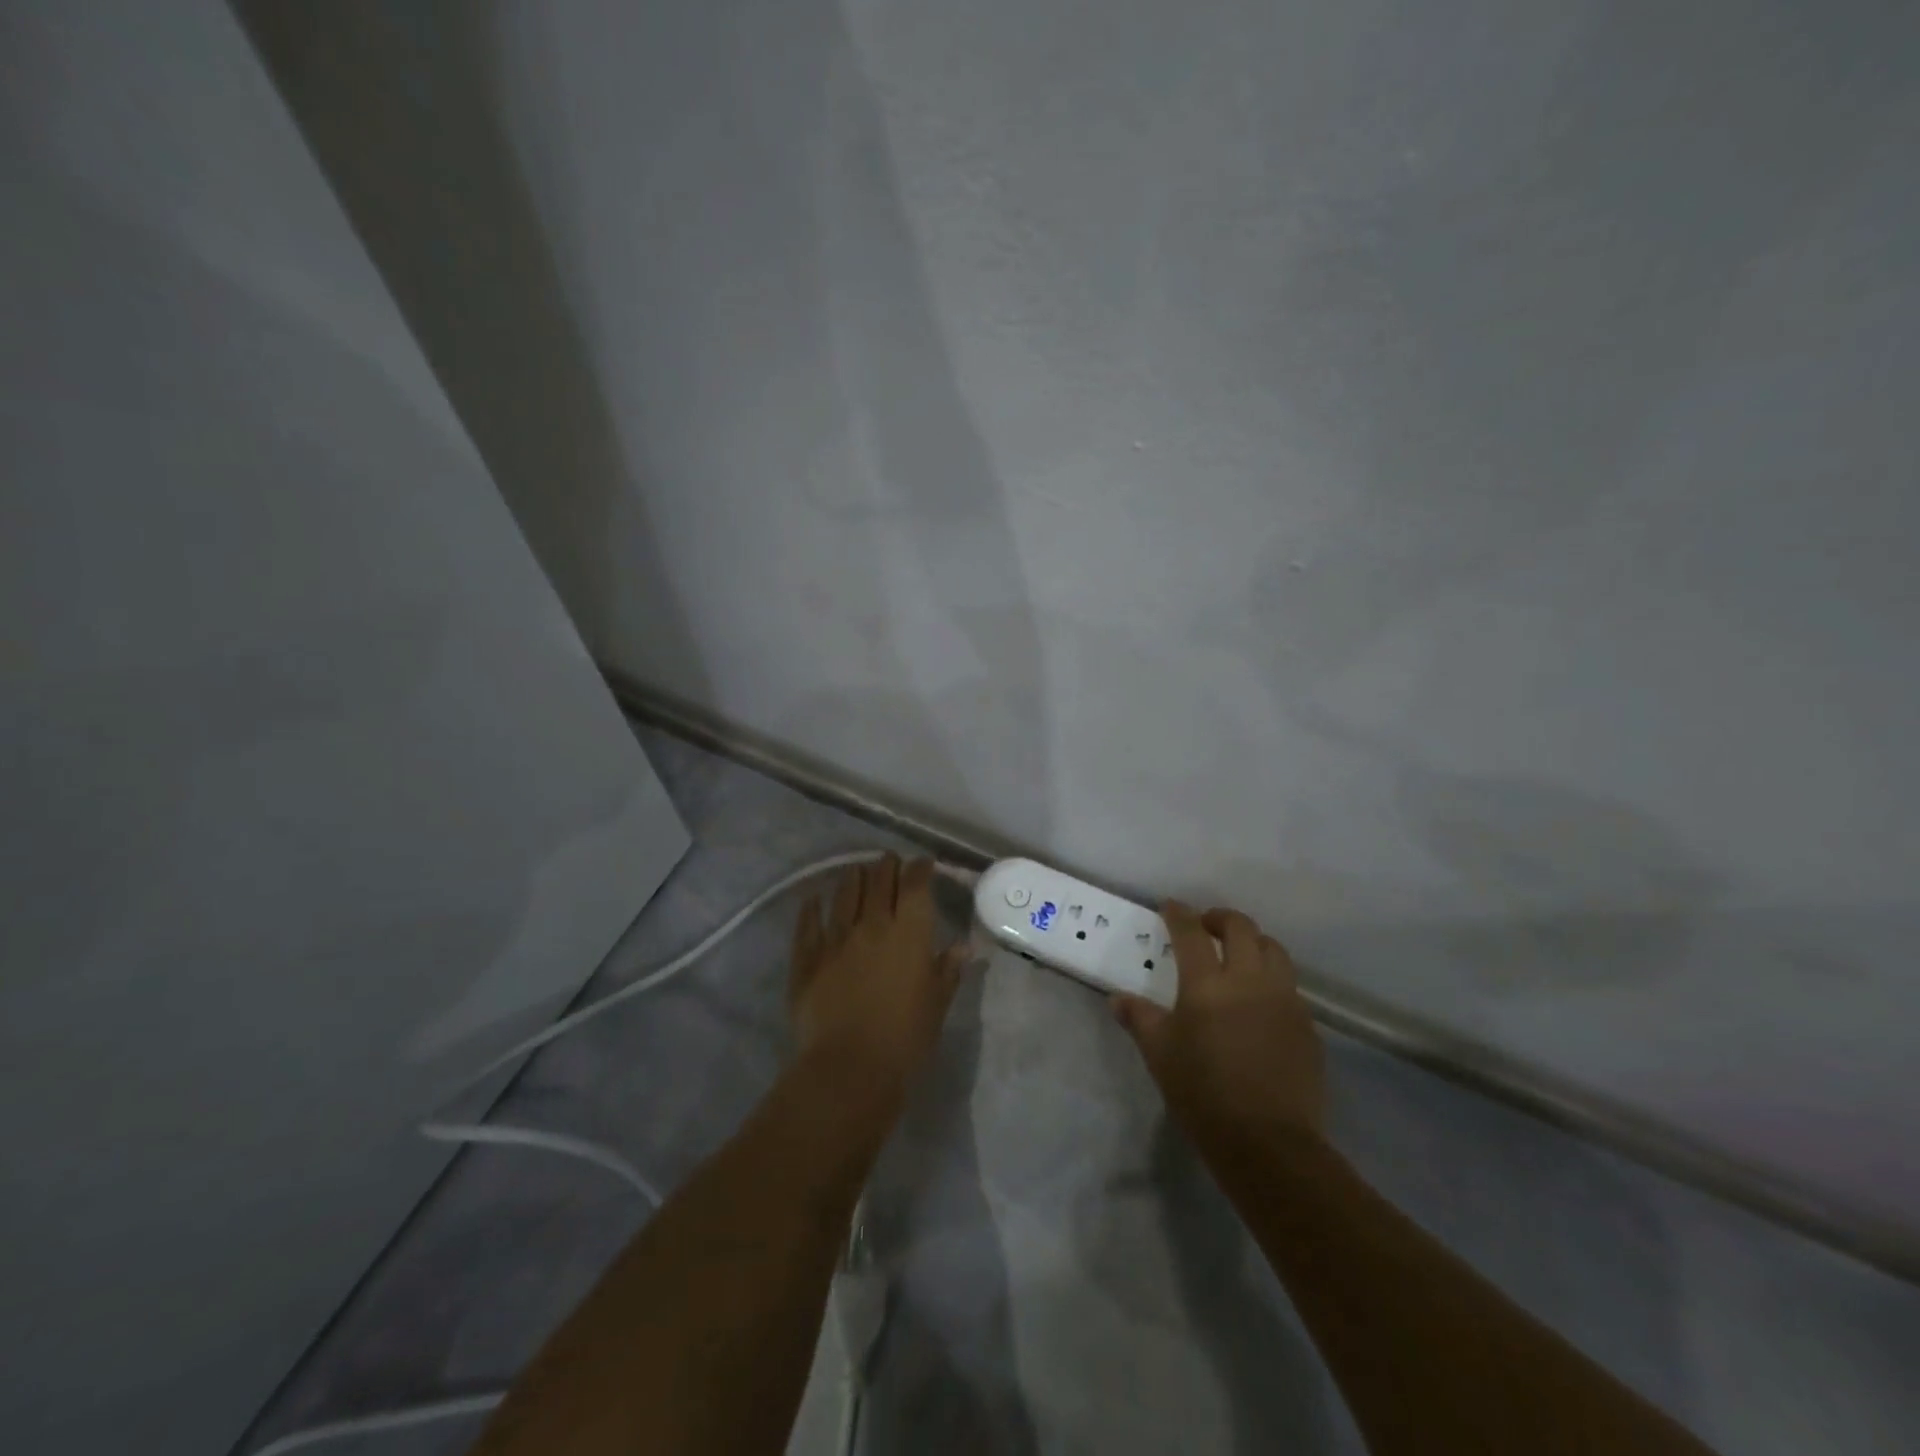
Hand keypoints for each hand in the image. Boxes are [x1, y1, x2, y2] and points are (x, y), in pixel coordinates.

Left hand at [789, 854, 965, 1098]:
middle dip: (886, 866)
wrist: (849, 1068)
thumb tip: (963, 946)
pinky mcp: (807, 957)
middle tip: (890, 861)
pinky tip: (813, 898)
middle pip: (879, 880)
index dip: (920, 868)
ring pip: (844, 893)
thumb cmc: (906, 1038)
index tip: (923, 864)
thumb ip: (948, 969)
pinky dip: (812, 907)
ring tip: (857, 871)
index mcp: (909, 932)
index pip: (915, 884)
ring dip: (853, 878)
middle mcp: (872, 924)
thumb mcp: (937, 1003)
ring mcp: (836, 937)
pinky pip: (808, 922)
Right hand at [1113, 903, 1324, 1145]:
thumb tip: (1118, 999)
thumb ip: (1139, 1019)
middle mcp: (1249, 980)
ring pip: (1274, 950)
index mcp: (1207, 984)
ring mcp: (1284, 1000)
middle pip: (1241, 928)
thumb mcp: (1159, 1054)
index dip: (1178, 914)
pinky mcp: (1307, 1025)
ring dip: (1253, 942)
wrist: (1268, 1143)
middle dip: (1220, 917)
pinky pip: (1290, 986)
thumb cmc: (1202, 1094)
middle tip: (1205, 926)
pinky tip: (1260, 1001)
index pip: (1191, 932)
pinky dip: (1272, 978)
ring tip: (1238, 956)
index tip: (1170, 907)